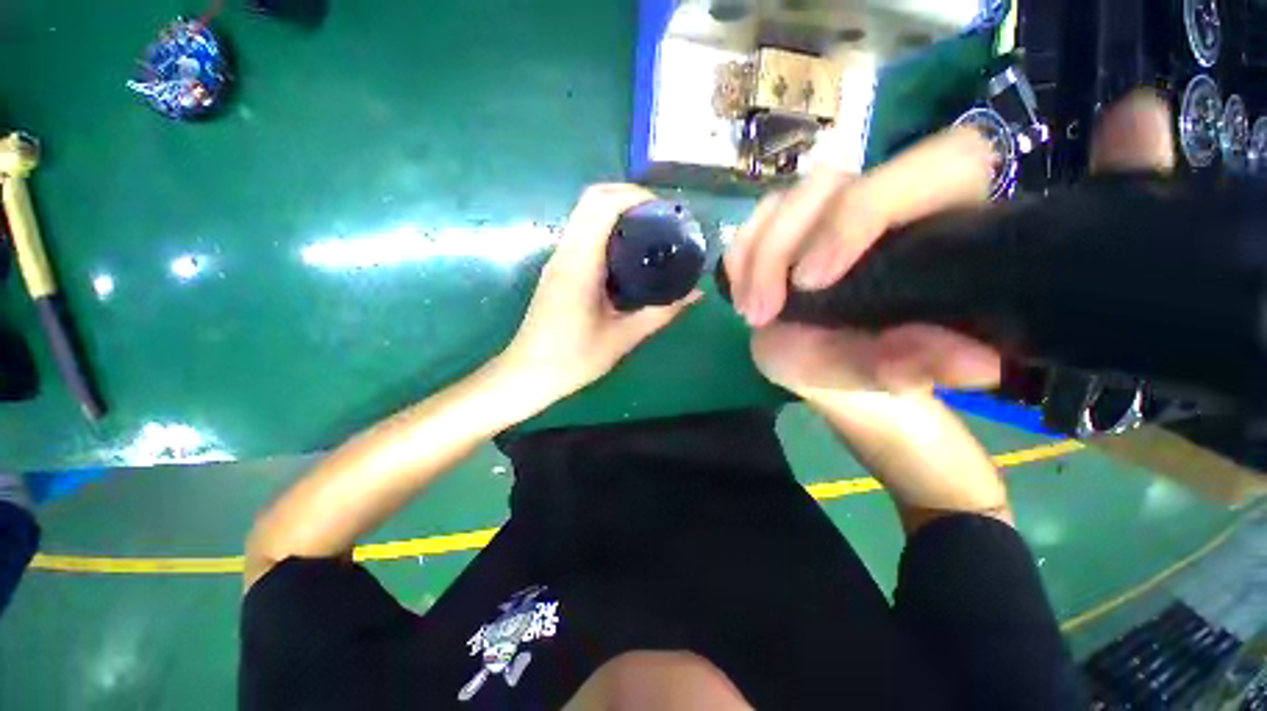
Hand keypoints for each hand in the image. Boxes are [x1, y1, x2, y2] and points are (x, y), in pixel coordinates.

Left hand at [502, 184, 701, 400]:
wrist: (528, 374)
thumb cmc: (574, 359)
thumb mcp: (623, 338)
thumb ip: (660, 313)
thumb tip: (695, 294)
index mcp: (579, 265)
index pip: (601, 206)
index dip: (635, 197)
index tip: (666, 210)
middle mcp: (565, 252)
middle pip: (591, 199)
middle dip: (629, 197)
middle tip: (662, 217)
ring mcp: (558, 259)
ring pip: (585, 213)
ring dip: (617, 210)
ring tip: (651, 229)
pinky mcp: (558, 269)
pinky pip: (582, 233)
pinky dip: (607, 228)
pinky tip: (630, 251)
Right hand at [728, 89, 1175, 399]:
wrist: (833, 360)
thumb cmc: (872, 363)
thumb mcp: (890, 370)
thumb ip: (920, 363)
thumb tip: (977, 365)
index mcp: (939, 219)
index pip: (914, 178)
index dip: (855, 219)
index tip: (810, 283)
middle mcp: (881, 198)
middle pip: (828, 185)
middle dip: (781, 249)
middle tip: (761, 312)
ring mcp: (830, 208)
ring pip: (786, 199)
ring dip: (753, 256)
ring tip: (749, 310)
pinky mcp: (792, 222)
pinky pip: (757, 219)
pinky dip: (740, 255)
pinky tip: (740, 291)